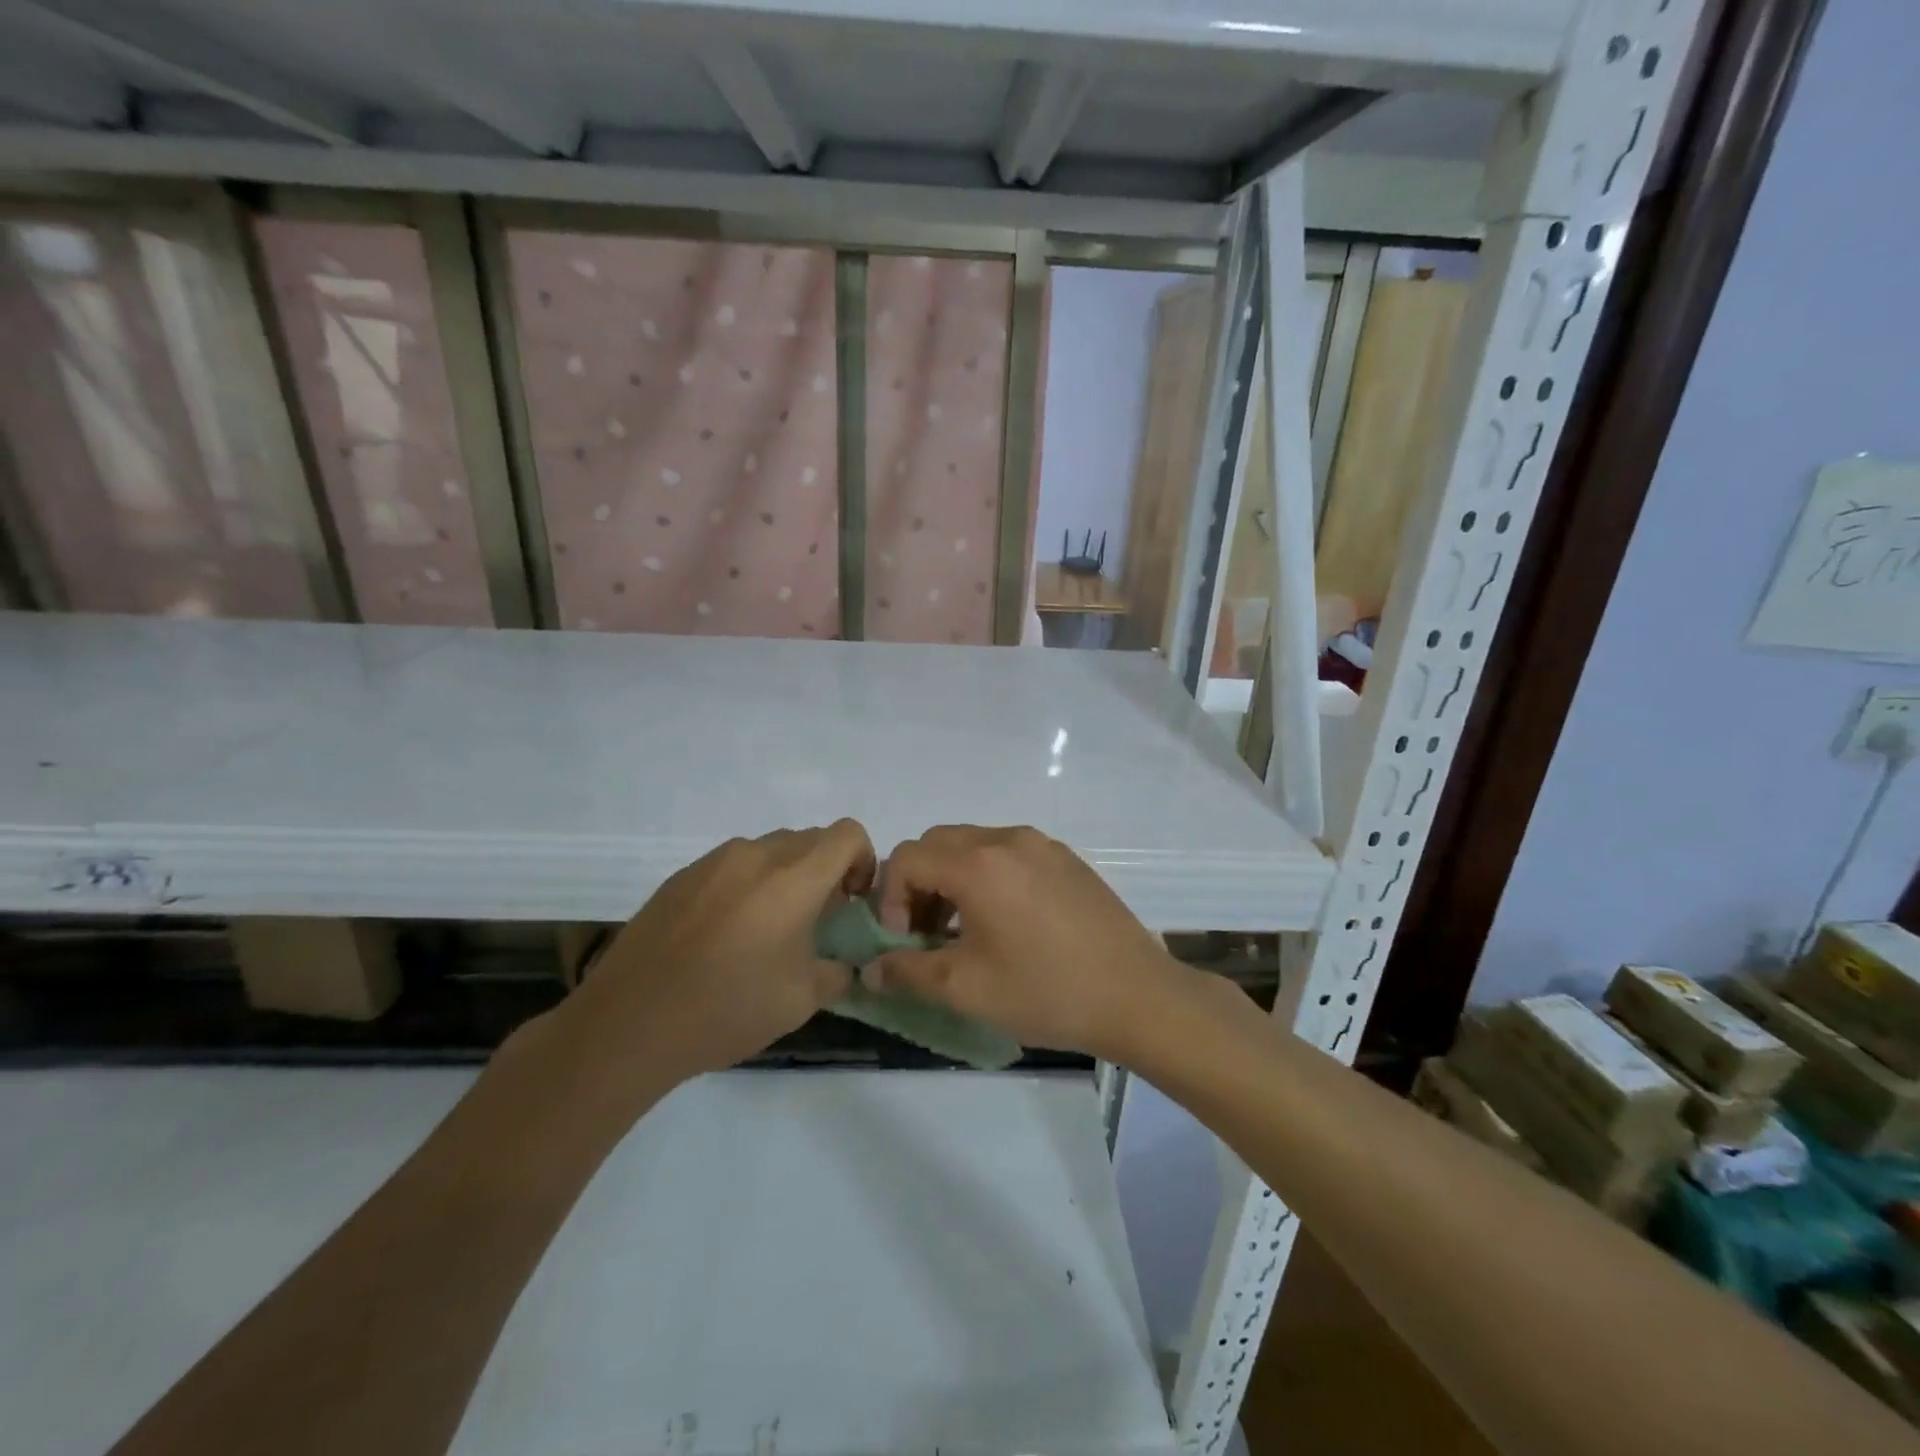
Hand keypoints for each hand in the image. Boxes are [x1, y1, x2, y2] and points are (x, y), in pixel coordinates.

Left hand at [553, 820, 875, 1085]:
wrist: (629, 1023)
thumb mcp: (802, 1000)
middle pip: (810, 840)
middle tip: (816, 921)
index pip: (848, 834)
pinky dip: (746, 886)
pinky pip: (731, 866)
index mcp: (794, 876)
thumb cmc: (728, 1008)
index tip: (851, 902)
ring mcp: (713, 861)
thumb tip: (845, 962)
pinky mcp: (681, 876)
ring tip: (767, 929)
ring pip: (769, 850)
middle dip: (825, 872)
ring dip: (784, 877)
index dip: (863, 860)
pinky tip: (724, 935)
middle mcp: (756, 854)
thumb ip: (838, 972)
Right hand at [870, 825, 1185, 1060]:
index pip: (907, 857)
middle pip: (937, 843)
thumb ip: (908, 972)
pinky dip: (988, 877)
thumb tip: (870, 970)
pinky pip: (1009, 853)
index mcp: (979, 864)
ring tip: (964, 931)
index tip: (906, 942)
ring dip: (953, 879)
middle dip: (918, 884)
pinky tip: (1007, 923)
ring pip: (973, 845)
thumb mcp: (967, 989)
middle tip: (927, 934)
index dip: (891, 899)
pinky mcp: (1066, 858)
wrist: (1138, 996)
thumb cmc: (1046, 992)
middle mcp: (1008, 839)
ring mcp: (1042, 845)